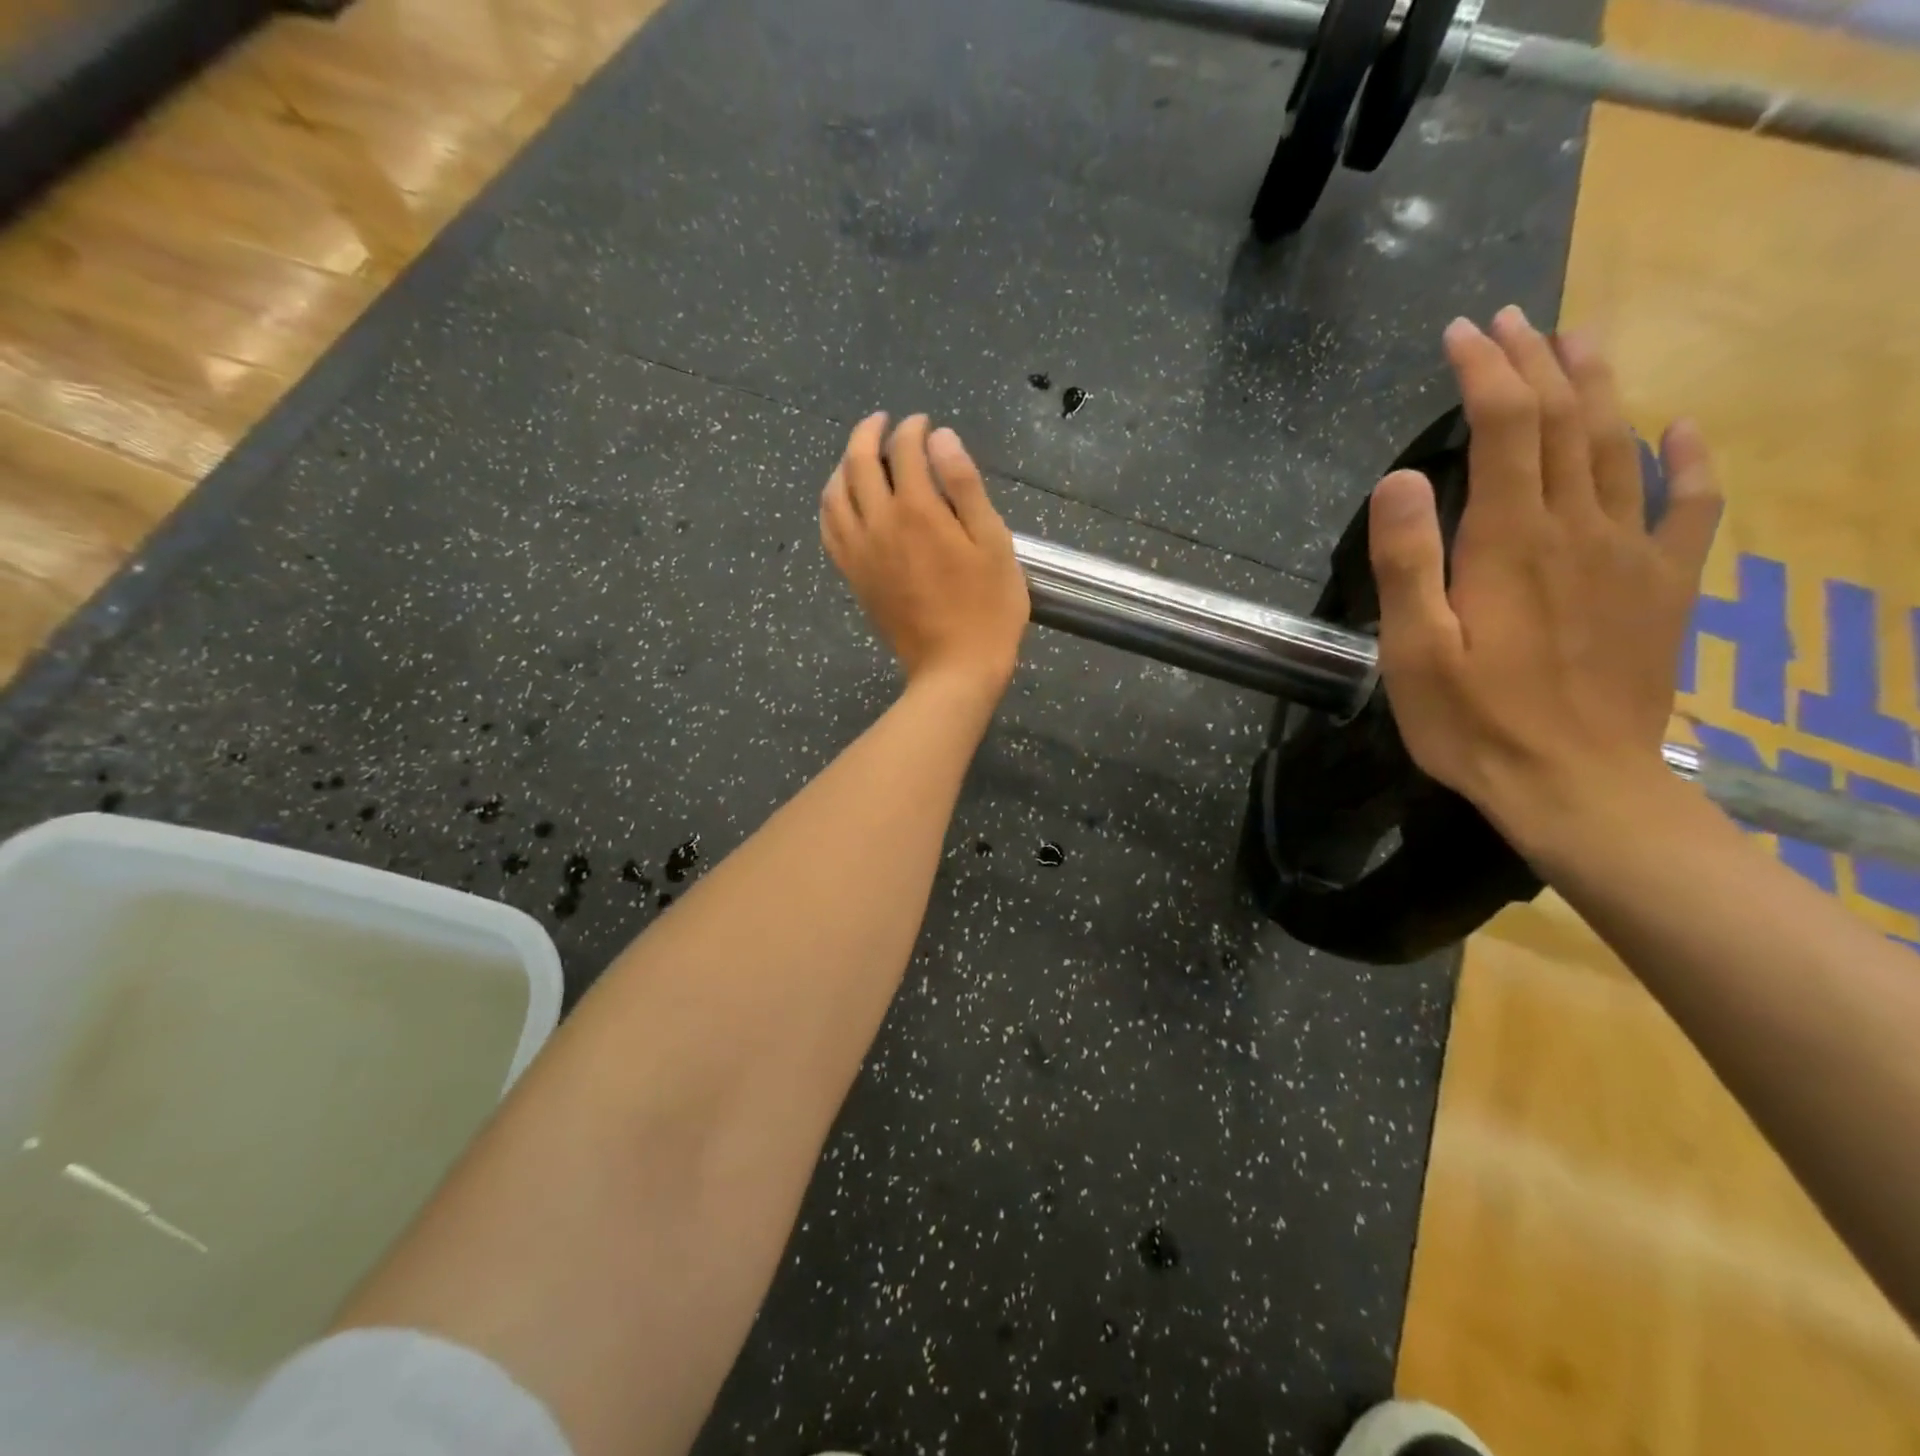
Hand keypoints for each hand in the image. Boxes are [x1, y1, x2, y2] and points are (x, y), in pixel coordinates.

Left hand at [821, 413, 1028, 698]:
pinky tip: (843, 500)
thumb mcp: (993, 543)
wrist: (954, 668)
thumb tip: (940, 438)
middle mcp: (879, 524)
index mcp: (918, 511)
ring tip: (859, 456)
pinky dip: (831, 503)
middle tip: (884, 422)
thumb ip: (965, 486)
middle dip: (869, 432)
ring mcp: (859, 552)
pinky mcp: (853, 576)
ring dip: (843, 464)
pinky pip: (829, 529)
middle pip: (858, 462)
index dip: (913, 428)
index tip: (924, 424)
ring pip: (834, 493)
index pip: (904, 450)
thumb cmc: (988, 608)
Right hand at [1368, 308, 1722, 852]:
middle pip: (1565, 421)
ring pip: (1621, 446)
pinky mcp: (1662, 589)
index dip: (1485, 371)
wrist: (1577, 786)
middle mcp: (1578, 529)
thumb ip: (1407, 561)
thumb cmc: (1474, 722)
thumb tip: (1400, 477)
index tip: (1462, 332)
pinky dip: (1689, 461)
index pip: (1506, 426)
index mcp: (1511, 541)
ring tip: (1579, 341)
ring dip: (1598, 386)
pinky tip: (1683, 430)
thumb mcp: (1413, 650)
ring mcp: (1631, 556)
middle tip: (1512, 319)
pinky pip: (1689, 508)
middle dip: (1536, 361)